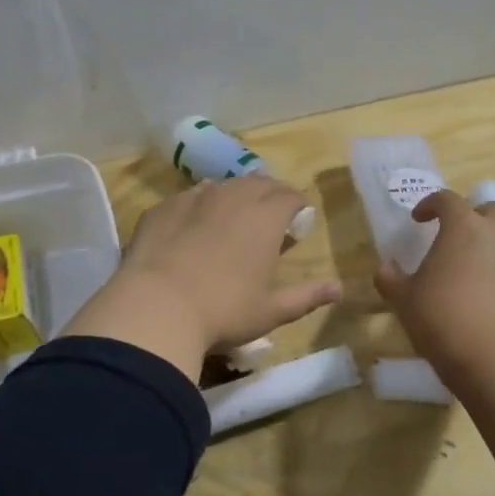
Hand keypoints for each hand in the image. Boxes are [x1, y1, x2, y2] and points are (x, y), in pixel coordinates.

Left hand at [62, 176, 339, 378]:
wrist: (155, 307)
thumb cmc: (223, 311)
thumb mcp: (271, 311)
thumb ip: (307, 296)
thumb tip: (339, 289)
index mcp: (265, 217)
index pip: (290, 196)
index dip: (297, 205)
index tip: (298, 220)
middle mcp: (232, 197)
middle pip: (258, 183)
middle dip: (270, 195)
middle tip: (270, 217)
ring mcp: (193, 199)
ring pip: (222, 186)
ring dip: (234, 196)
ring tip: (233, 217)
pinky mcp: (162, 208)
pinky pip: (188, 198)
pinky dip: (199, 206)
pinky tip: (193, 226)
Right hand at [374, 188, 494, 380]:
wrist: (493, 359)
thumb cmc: (441, 318)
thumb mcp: (404, 299)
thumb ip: (390, 278)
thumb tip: (386, 267)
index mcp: (464, 226)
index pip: (447, 199)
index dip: (430, 205)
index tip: (419, 220)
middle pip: (490, 209)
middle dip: (473, 216)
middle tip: (456, 236)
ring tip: (478, 260)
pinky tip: (493, 290)